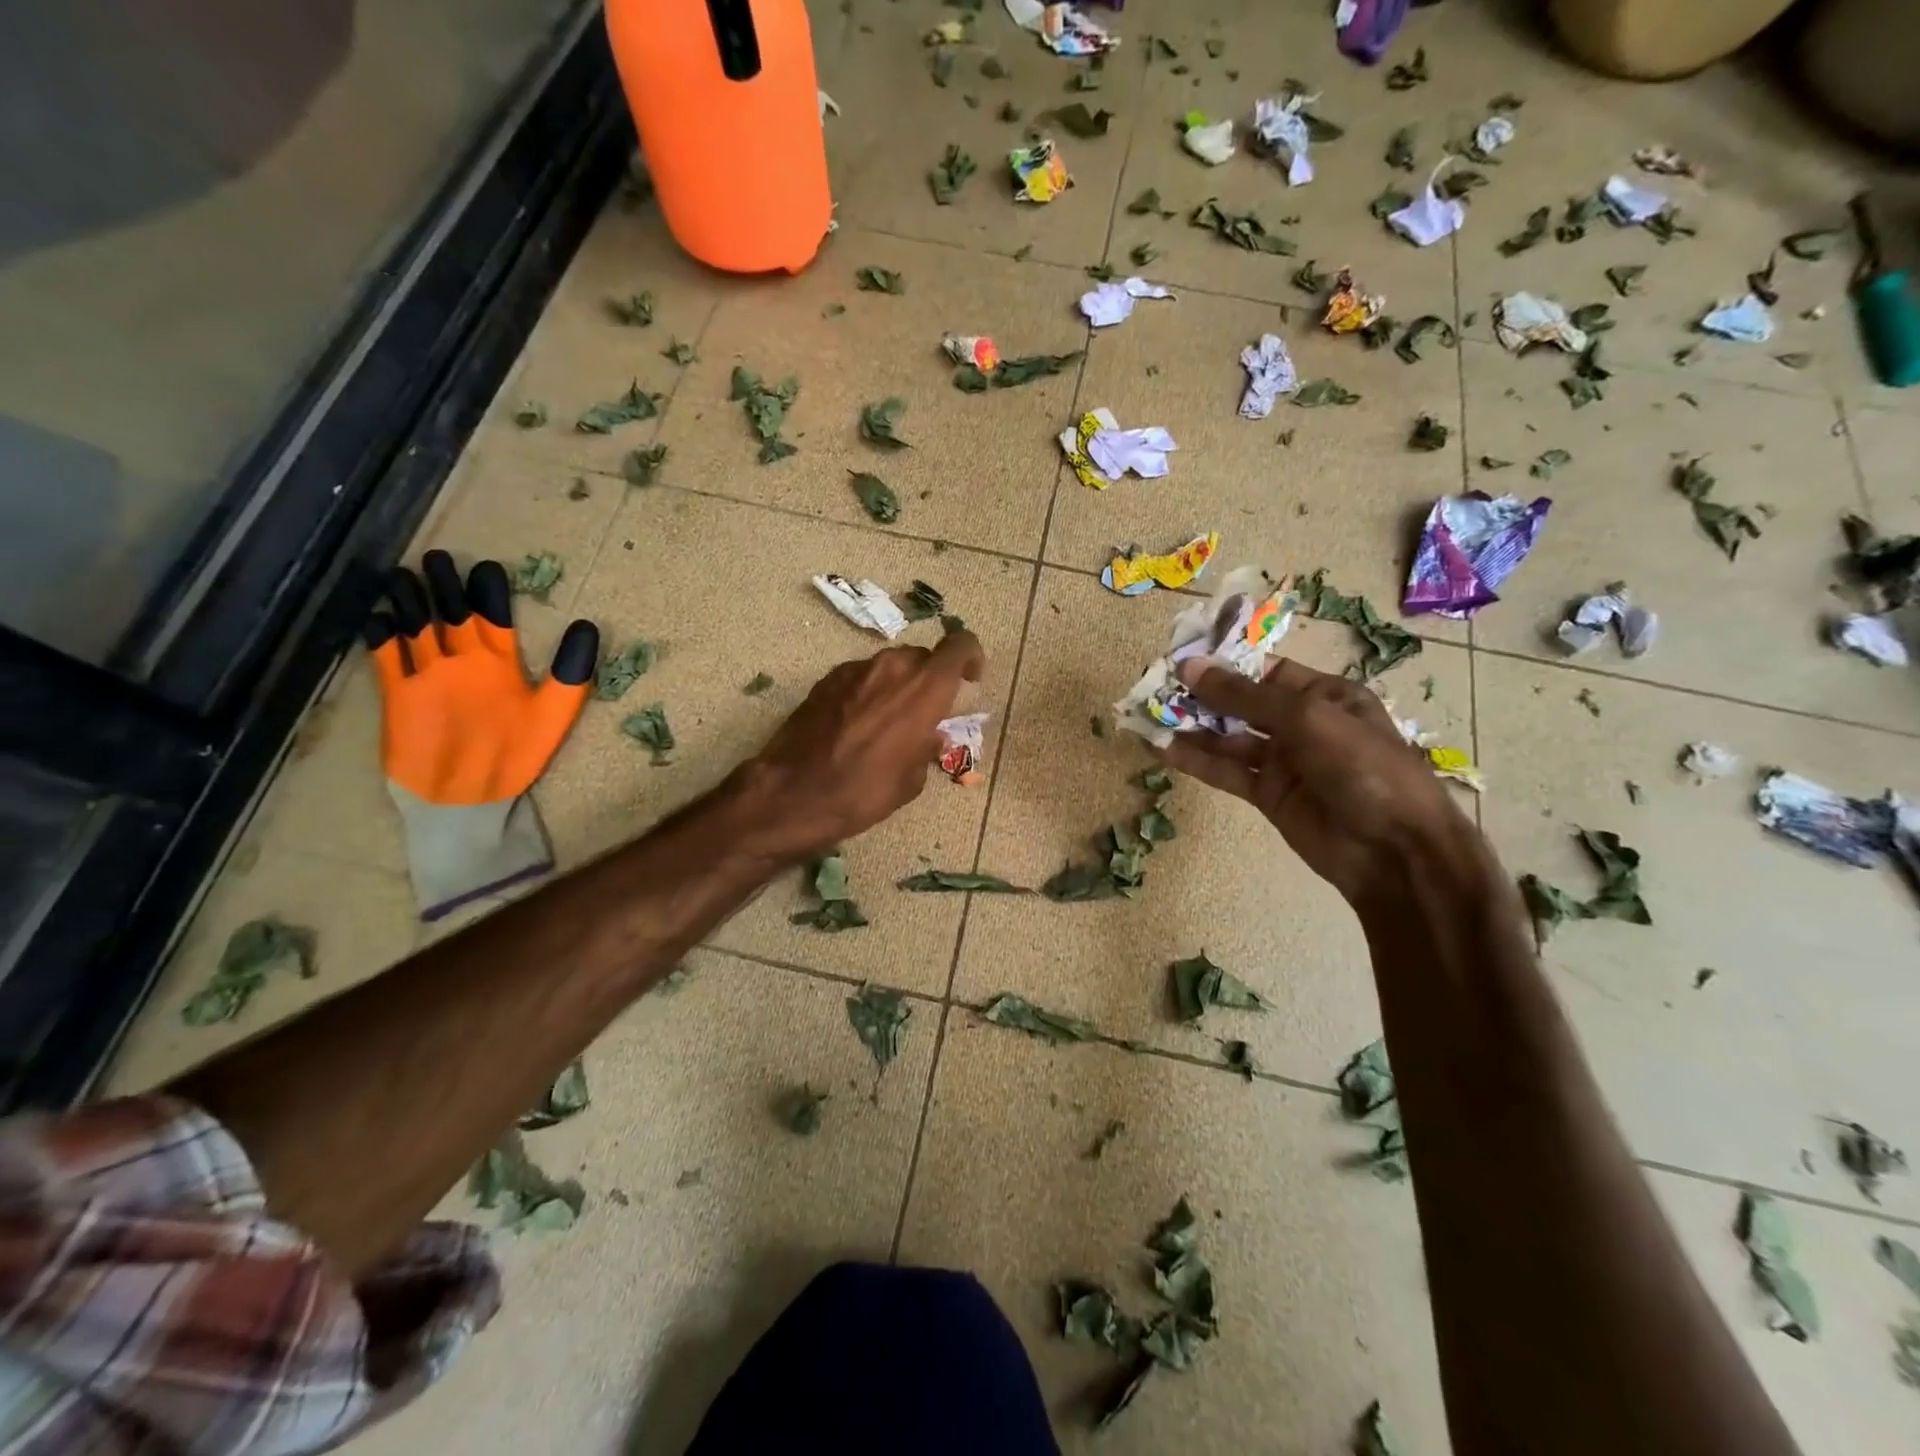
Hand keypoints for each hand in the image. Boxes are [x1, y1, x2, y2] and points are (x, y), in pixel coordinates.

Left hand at [734, 630, 985, 862]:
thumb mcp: (911, 780)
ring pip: (890, 667)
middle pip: (923, 658)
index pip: (960, 646)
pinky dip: (869, 692)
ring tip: (890, 722)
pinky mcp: (827, 679)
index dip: (971, 657)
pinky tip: (857, 726)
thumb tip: (931, 737)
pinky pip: (861, 677)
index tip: (972, 678)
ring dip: (899, 686)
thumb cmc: (864, 792)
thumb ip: (927, 748)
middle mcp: (893, 668)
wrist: (794, 793)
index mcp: (925, 688)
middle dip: (931, 679)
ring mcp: (856, 669)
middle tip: (927, 713)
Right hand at [1159, 656, 1474, 907]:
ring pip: (1227, 738)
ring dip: (1190, 728)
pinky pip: (1226, 771)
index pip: (1264, 671)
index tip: (1178, 660)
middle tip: (1152, 687)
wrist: (1394, 852)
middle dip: (1199, 696)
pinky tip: (1162, 749)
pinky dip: (1195, 760)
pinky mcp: (1267, 794)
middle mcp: (1302, 723)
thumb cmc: (1363, 767)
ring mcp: (1283, 761)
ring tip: (1146, 716)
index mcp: (1324, 695)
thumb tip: (1189, 667)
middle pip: (1240, 704)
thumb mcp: (1307, 718)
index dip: (1223, 665)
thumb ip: (1243, 696)